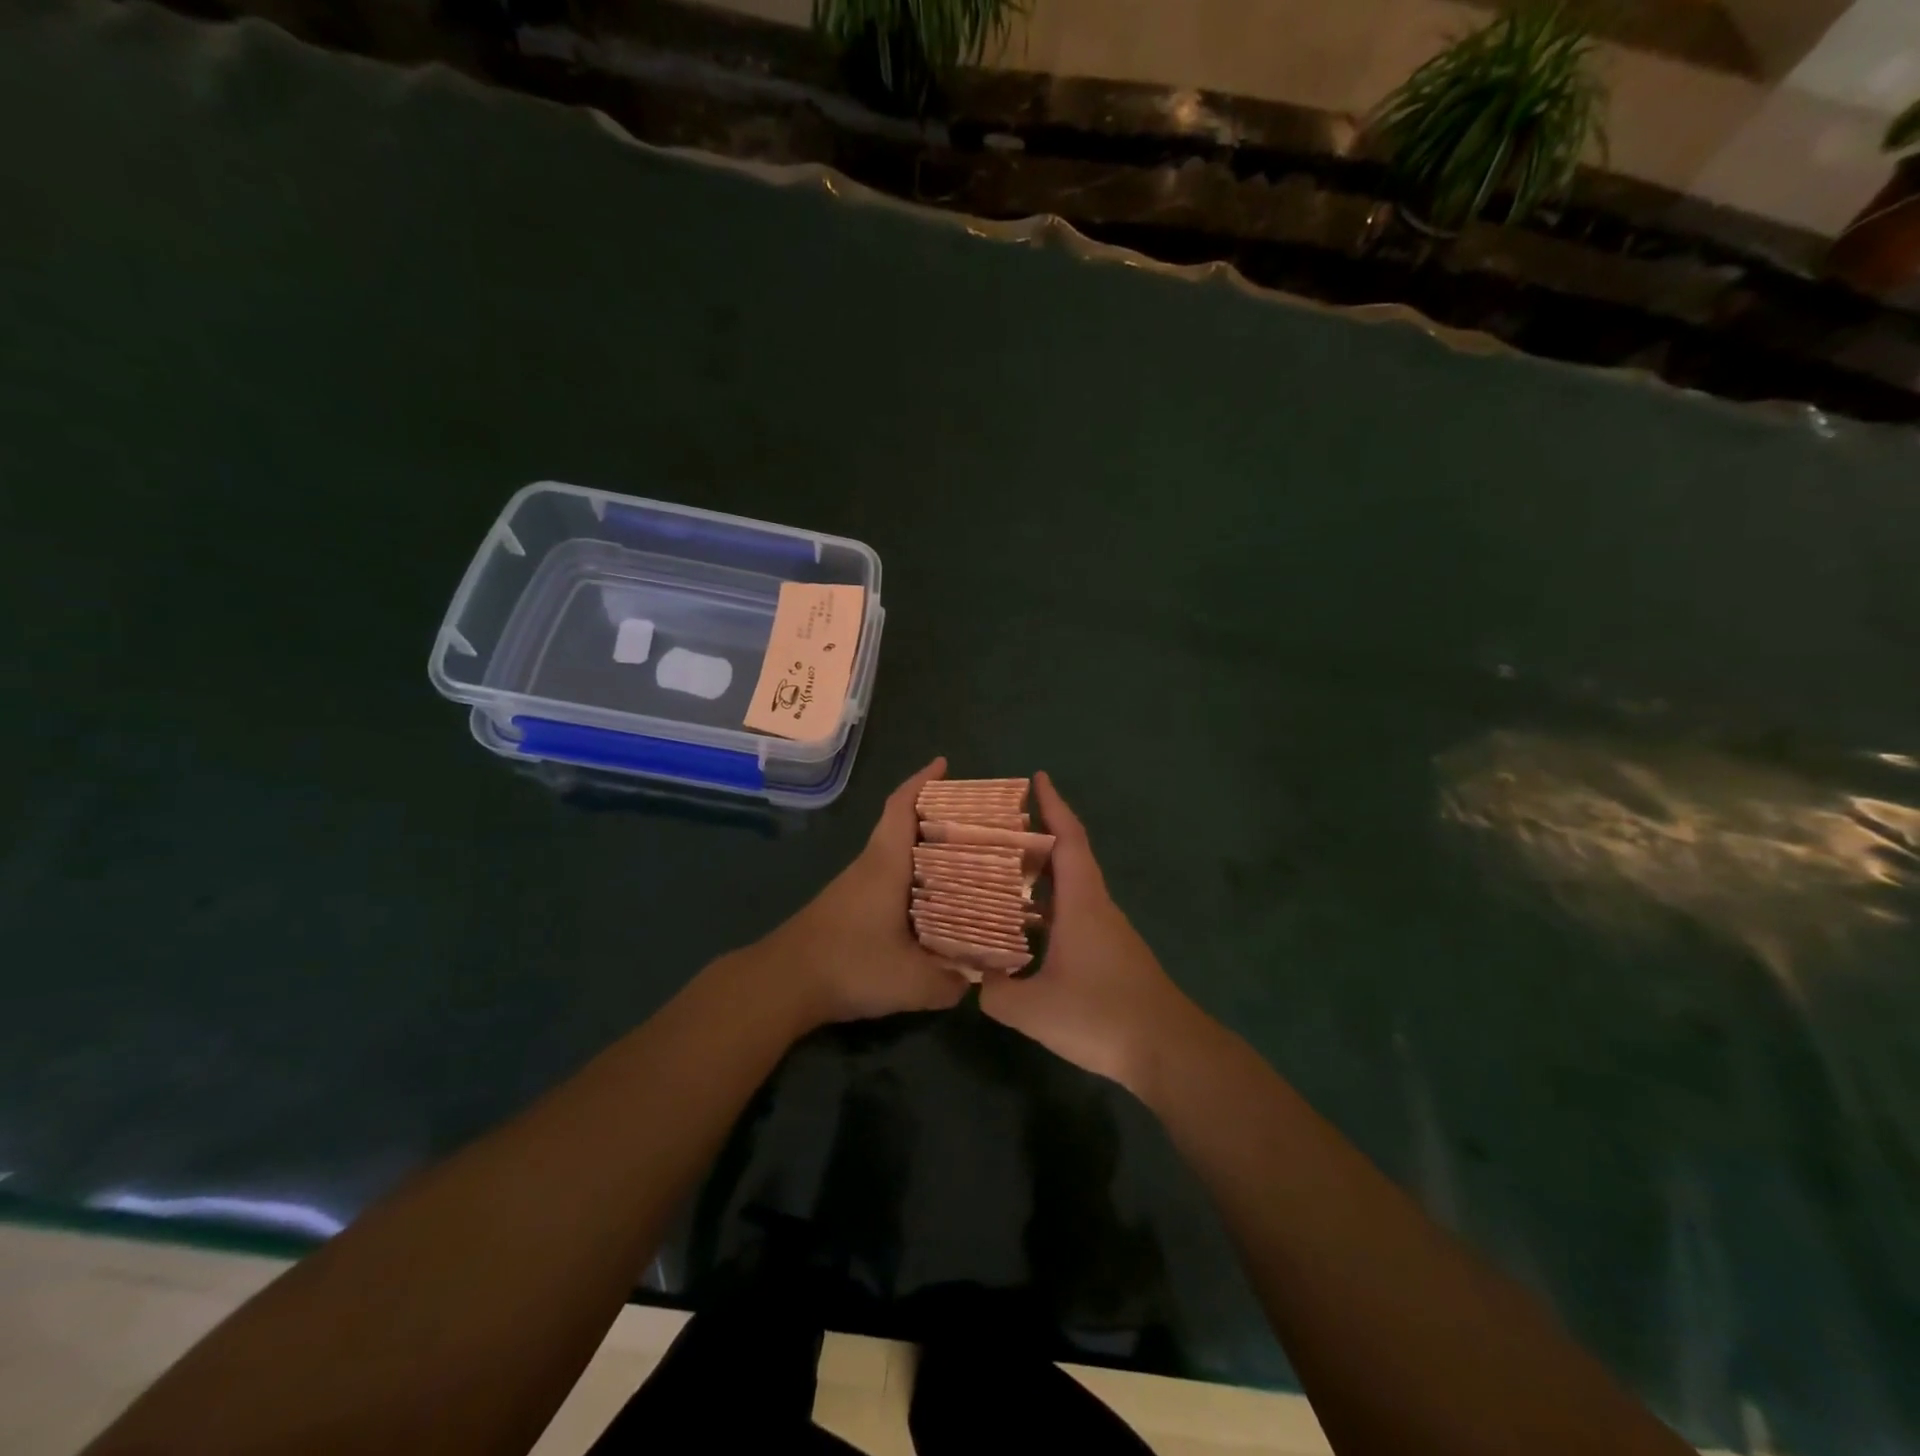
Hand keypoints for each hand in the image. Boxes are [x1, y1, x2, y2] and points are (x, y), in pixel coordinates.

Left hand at [754, 757, 970, 1026]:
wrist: (782, 984)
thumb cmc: (849, 965)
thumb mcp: (911, 982)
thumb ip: (950, 982)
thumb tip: (976, 980)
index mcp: (885, 865)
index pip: (902, 808)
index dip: (922, 782)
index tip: (944, 764)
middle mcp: (869, 866)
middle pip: (901, 826)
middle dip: (935, 815)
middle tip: (975, 821)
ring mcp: (854, 886)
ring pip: (893, 853)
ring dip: (923, 848)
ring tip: (963, 859)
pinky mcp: (846, 907)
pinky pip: (886, 876)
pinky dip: (911, 876)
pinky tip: (929, 901)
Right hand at [979, 772, 1201, 1091]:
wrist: (1168, 1050)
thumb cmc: (1102, 1015)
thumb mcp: (1034, 1009)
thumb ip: (997, 992)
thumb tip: (978, 979)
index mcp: (1082, 902)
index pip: (1069, 839)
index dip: (1054, 806)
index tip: (1038, 778)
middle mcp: (1097, 907)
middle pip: (1069, 858)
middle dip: (1038, 837)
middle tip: (997, 830)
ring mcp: (1108, 931)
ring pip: (1072, 889)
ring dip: (1042, 875)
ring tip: (1001, 874)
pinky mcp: (1112, 954)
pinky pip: (1075, 914)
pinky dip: (1050, 907)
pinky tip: (1026, 930)